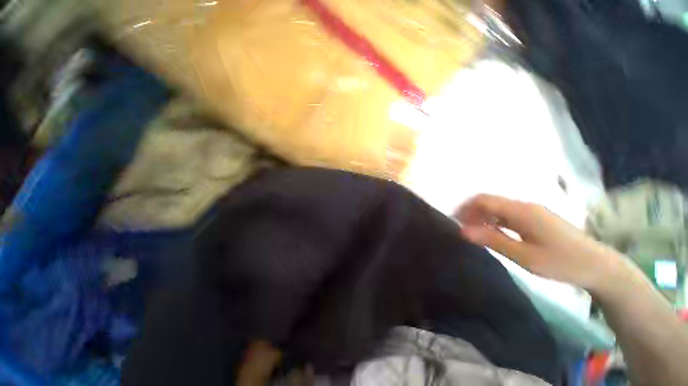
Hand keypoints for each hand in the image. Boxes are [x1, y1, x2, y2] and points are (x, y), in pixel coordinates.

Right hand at [455, 194, 623, 292]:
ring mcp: (532, 211)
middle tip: (463, 229)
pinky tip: (494, 233)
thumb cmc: (561, 262)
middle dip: (472, 212)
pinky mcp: (537, 218)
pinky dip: (495, 221)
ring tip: (475, 233)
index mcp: (521, 211)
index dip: (465, 208)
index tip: (454, 221)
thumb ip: (491, 240)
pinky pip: (508, 214)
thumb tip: (462, 230)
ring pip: (498, 208)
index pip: (484, 200)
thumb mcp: (523, 255)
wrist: (600, 267)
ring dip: (483, 217)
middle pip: (489, 202)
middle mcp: (525, 206)